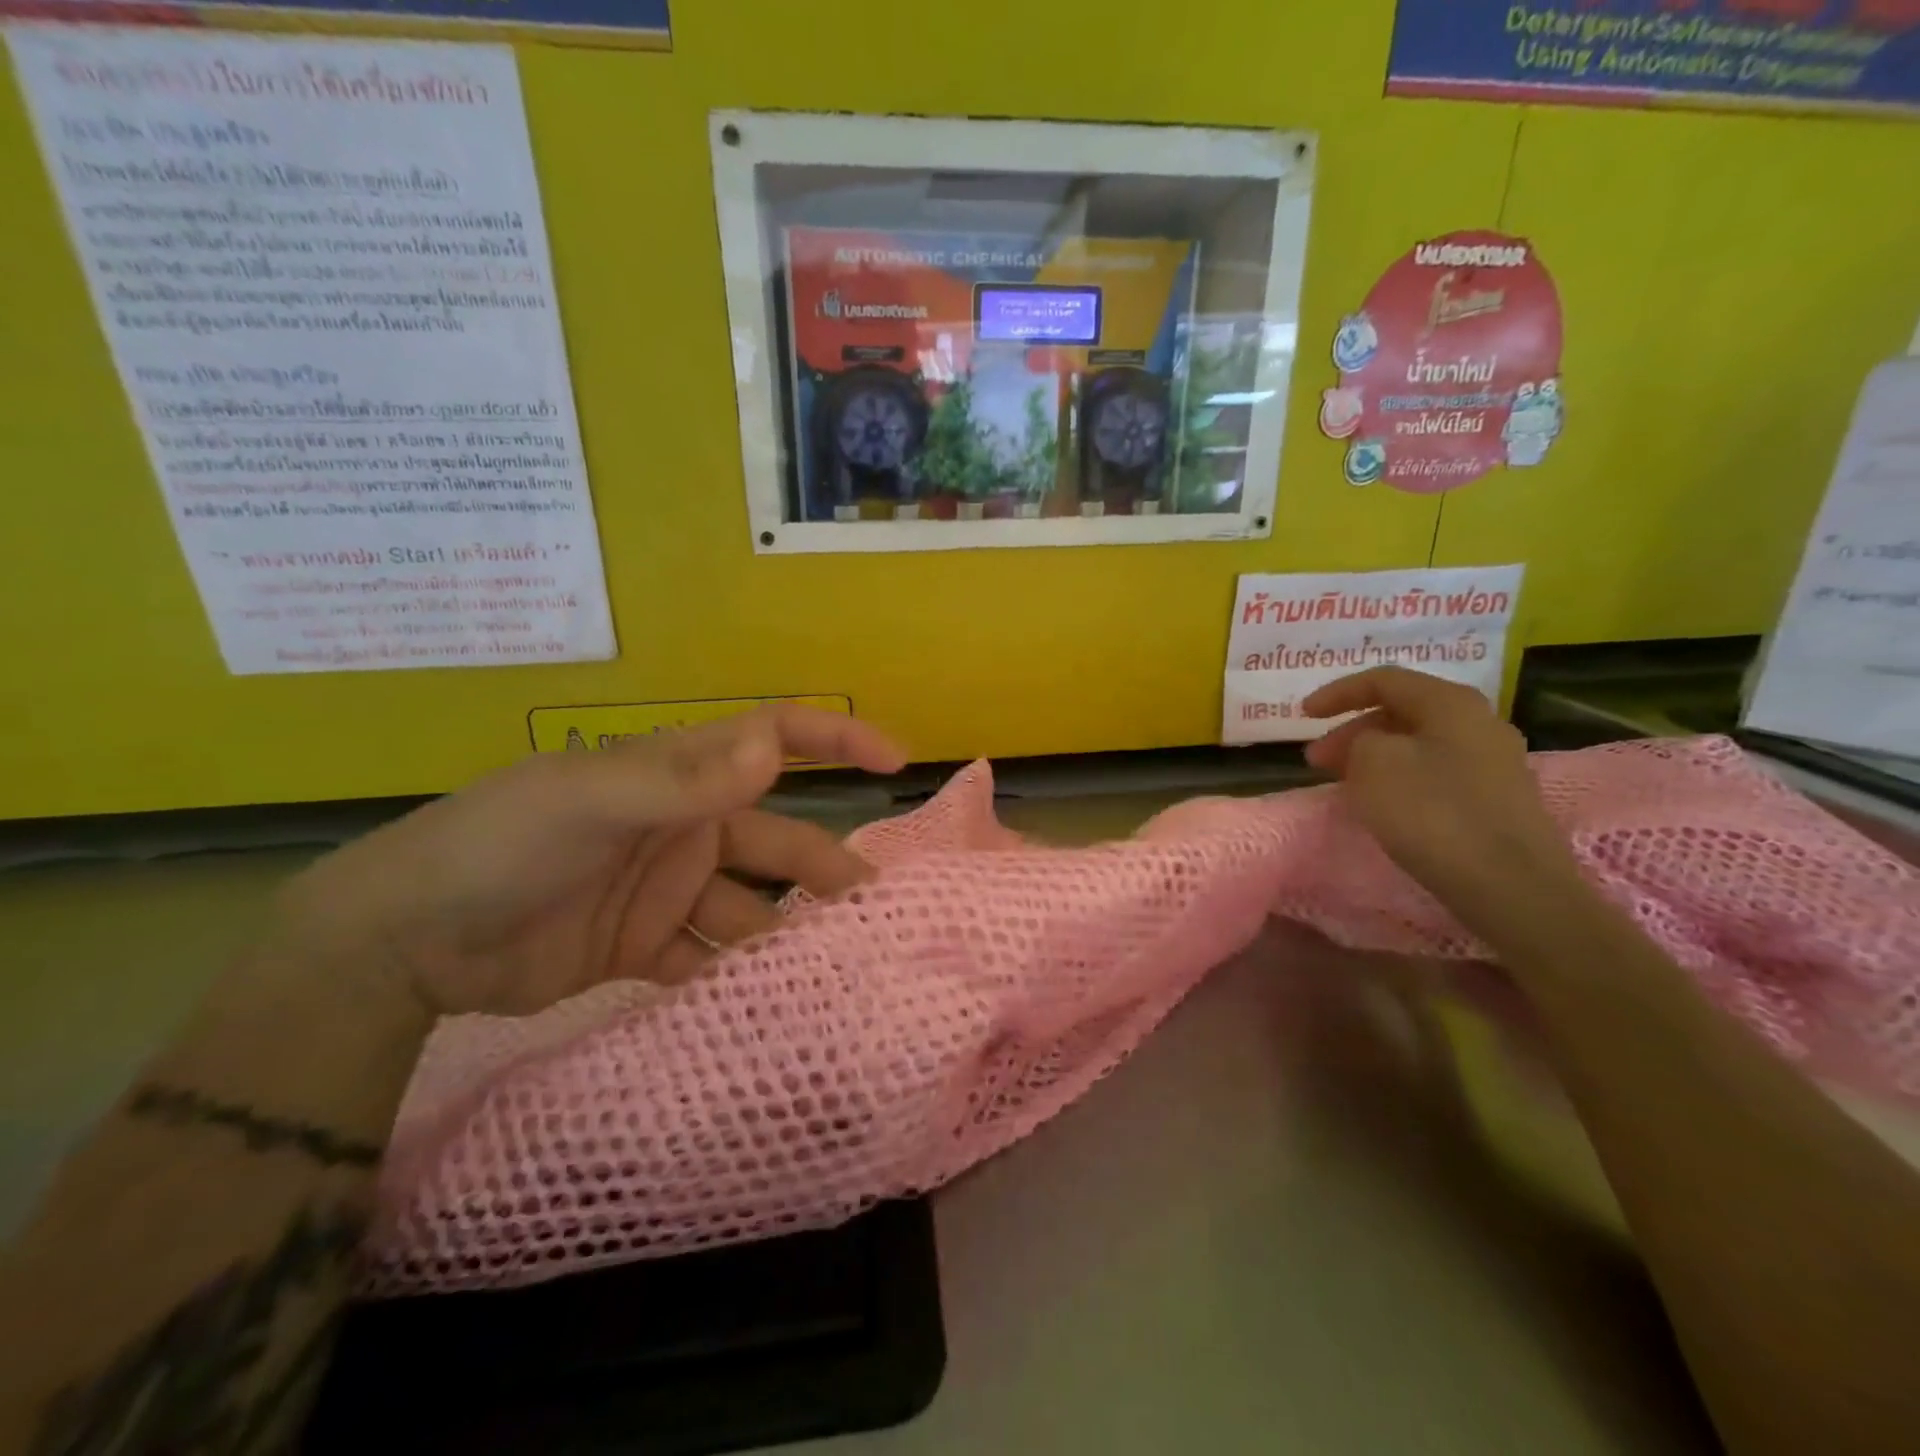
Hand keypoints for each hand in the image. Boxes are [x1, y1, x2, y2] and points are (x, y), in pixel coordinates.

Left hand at [279, 706, 906, 1018]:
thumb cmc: (501, 844)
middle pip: (776, 840)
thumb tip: (771, 747)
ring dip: (786, 934)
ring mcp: (668, 889)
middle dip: (824, 868)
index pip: (771, 739)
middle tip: (874, 909)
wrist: (404, 943)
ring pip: (751, 906)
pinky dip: (738, 978)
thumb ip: (681, 781)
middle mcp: (686, 827)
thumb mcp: (588, 803)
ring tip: (832, 970)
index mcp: (680, 778)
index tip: (894, 759)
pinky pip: (709, 957)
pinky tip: (770, 1005)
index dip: (835, 739)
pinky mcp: (645, 946)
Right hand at [1302, 668, 1582, 938]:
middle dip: (1352, 730)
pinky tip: (1383, 803)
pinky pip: (1434, 772)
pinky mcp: (1496, 799)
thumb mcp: (1374, 763)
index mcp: (1451, 703)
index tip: (1302, 715)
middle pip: (1402, 712)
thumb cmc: (1432, 812)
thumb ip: (1361, 740)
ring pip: (1417, 744)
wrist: (1509, 885)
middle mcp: (1479, 722)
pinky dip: (1399, 778)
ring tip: (1343, 782)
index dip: (1337, 692)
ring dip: (1373, 756)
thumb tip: (1371, 744)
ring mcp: (1493, 762)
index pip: (1383, 680)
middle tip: (1317, 759)